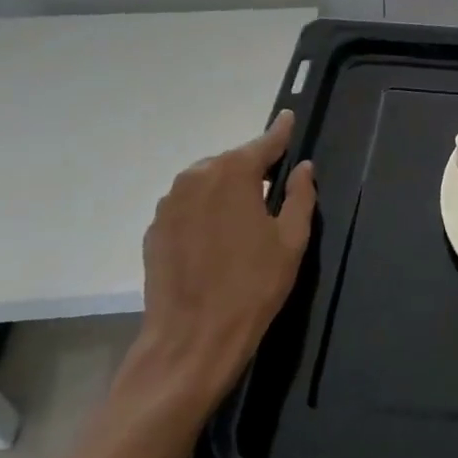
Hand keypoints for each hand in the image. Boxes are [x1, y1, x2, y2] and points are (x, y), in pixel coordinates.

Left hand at [123, 110, 316, 414]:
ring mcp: (169, 204)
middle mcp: (196, 178)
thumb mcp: (292, 239)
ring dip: (227, 190)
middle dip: (254, 169)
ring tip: (246, 218)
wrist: (192, 339)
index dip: (280, 133)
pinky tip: (218, 239)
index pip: (264, 143)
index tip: (289, 118)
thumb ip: (300, 196)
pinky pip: (188, 206)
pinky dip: (206, 211)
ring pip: (208, 183)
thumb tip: (303, 168)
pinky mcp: (154, 230)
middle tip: (274, 190)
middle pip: (232, 162)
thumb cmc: (253, 286)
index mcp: (233, 174)